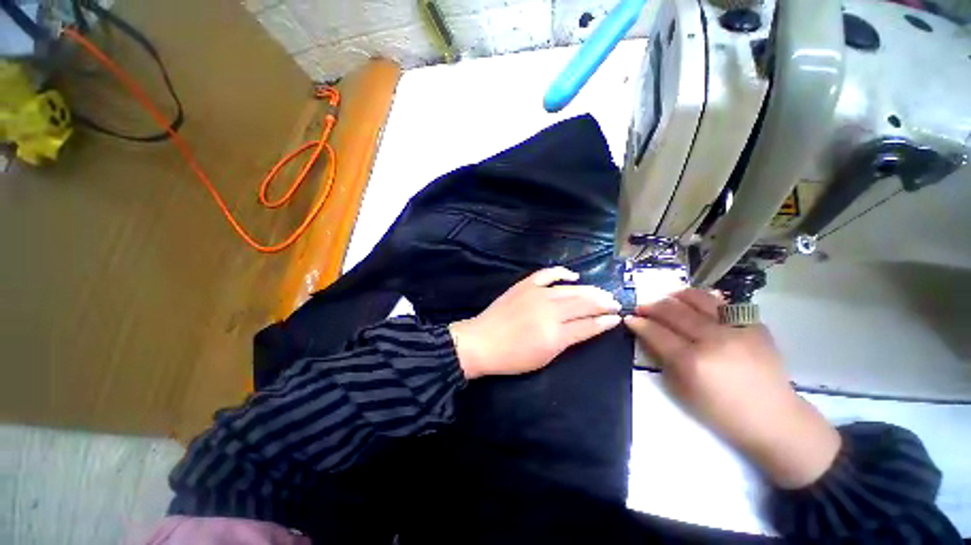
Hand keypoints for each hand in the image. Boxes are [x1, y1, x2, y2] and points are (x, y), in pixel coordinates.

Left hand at [449, 267, 621, 379]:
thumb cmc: (513, 357)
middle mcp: (550, 310)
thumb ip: (568, 340)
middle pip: (583, 303)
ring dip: (589, 290)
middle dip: (603, 303)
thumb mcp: (545, 357)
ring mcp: (537, 294)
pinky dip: (562, 273)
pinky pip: (547, 274)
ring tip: (601, 292)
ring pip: (570, 289)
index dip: (604, 321)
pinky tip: (573, 276)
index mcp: (556, 333)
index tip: (617, 317)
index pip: (588, 324)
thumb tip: (588, 327)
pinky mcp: (525, 285)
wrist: (482, 341)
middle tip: (615, 303)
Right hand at [624, 289, 840, 488]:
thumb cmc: (721, 412)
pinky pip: (723, 304)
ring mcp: (737, 329)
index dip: (639, 322)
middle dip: (651, 305)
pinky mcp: (754, 325)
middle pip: (673, 311)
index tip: (629, 318)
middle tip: (641, 306)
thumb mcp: (682, 390)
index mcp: (693, 361)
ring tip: (666, 298)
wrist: (774, 418)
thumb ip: (662, 359)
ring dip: (676, 295)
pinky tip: (696, 305)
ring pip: (698, 298)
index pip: (656, 332)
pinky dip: (704, 301)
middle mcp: (713, 339)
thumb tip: (648, 335)